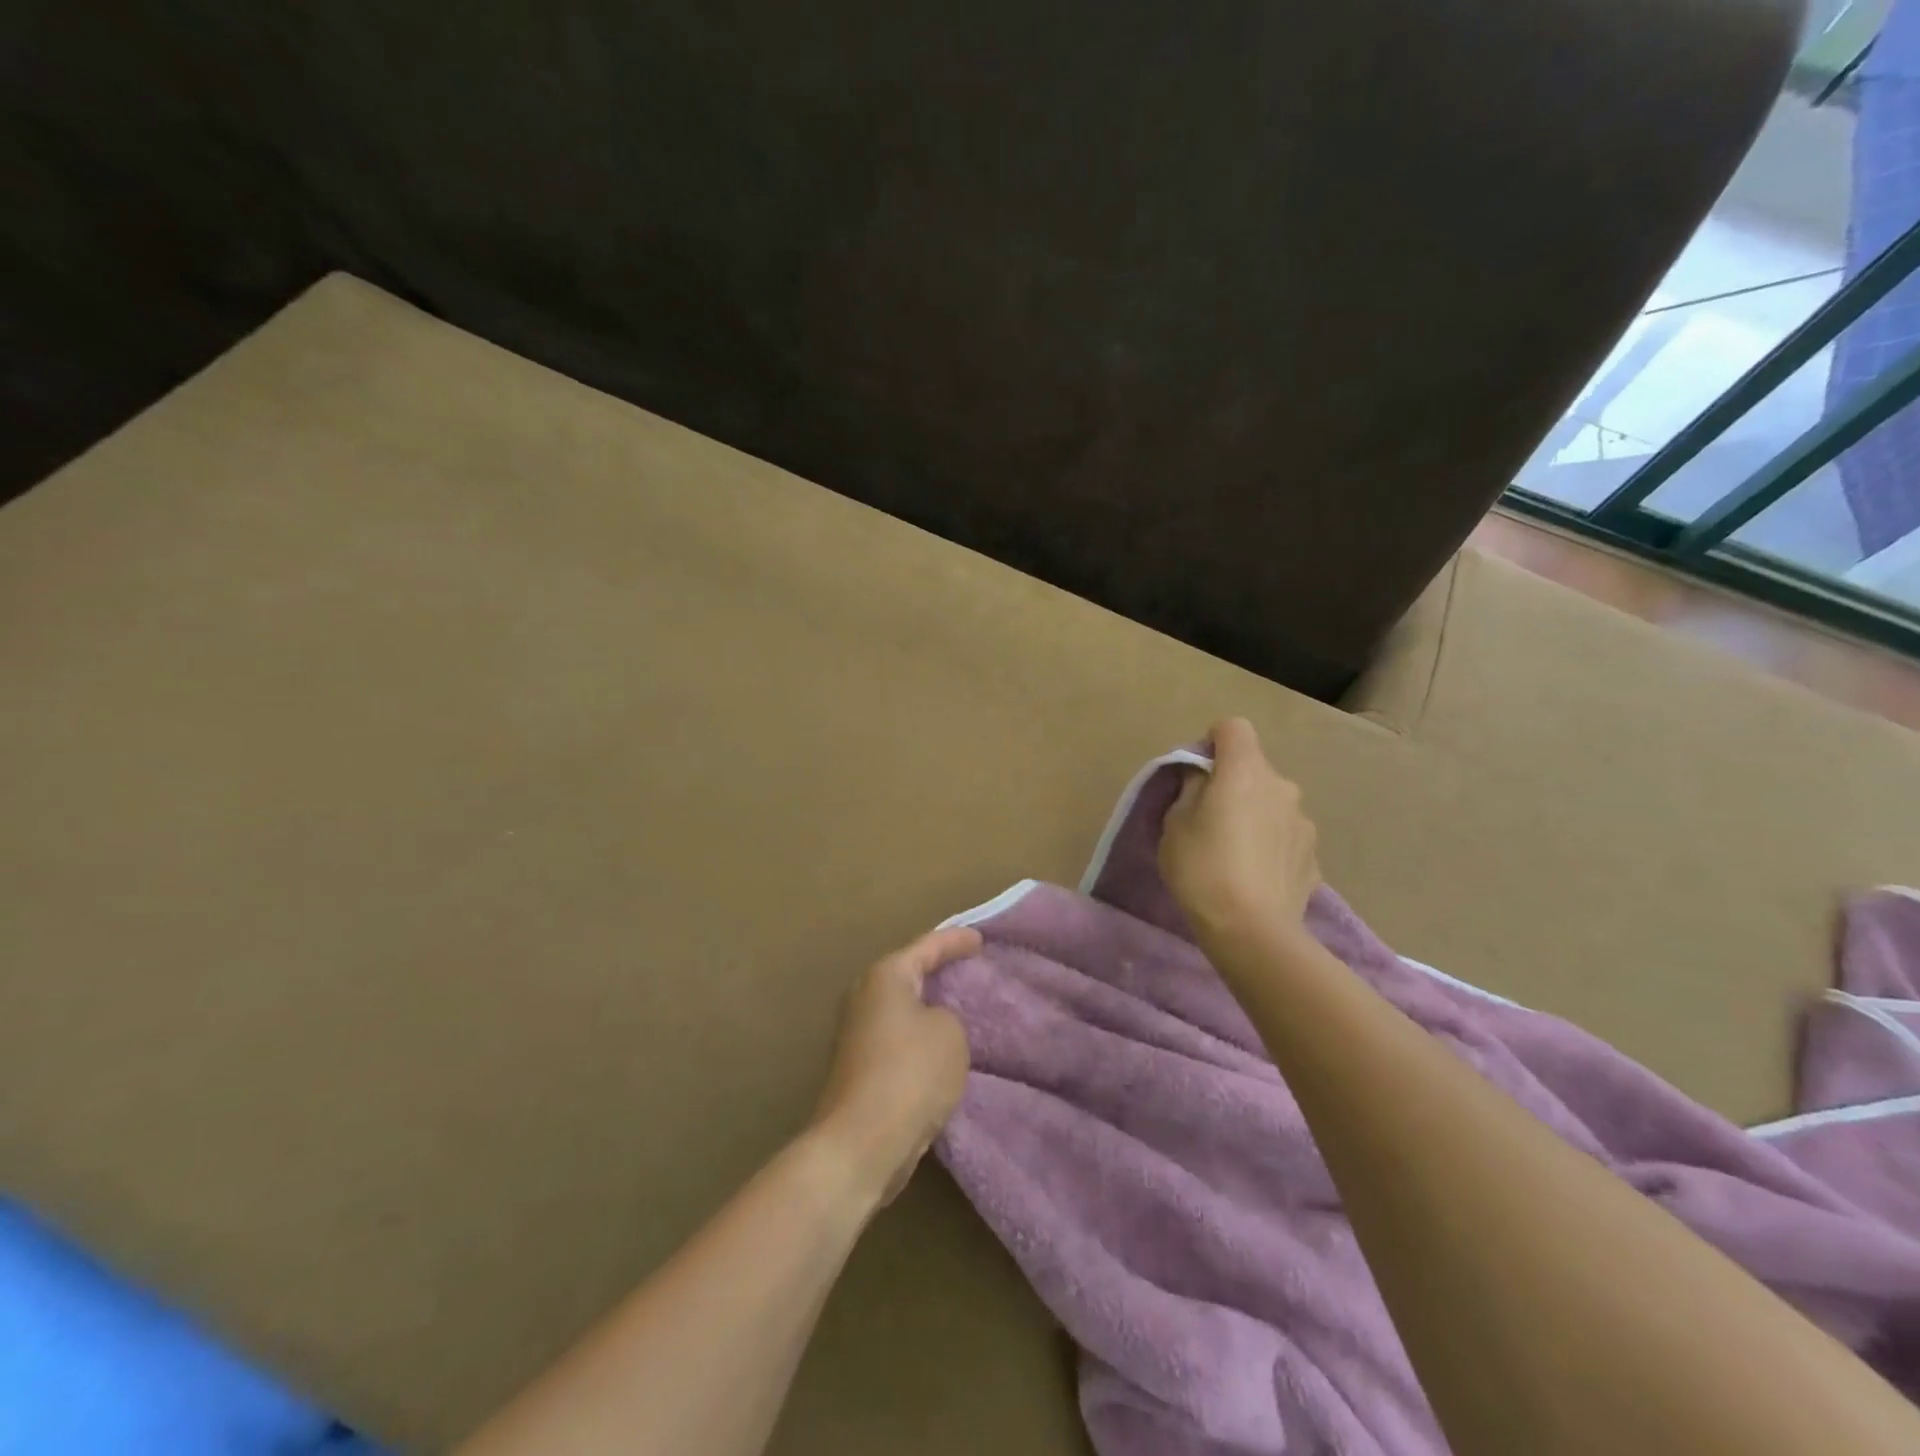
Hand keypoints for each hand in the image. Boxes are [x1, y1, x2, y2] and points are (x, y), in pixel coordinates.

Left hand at [810, 926, 977, 1207]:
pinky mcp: (858, 1068)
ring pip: (902, 1009)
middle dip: (936, 971)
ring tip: (959, 1008)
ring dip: (927, 1009)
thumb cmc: (910, 1073)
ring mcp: (856, 1033)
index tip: (980, 939)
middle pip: (908, 975)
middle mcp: (864, 997)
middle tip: (968, 968)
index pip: (927, 946)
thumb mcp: (950, 1033)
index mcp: (885, 976)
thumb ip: (947, 1015)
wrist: (861, 1143)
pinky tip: (940, 1049)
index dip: (956, 941)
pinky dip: (919, 1039)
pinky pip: (898, 1039)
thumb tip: (930, 1024)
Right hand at [1159, 717, 1319, 940]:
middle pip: (1254, 768)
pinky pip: (1285, 836)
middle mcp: (1282, 787)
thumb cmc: (1202, 869)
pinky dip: (1271, 846)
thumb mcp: (1175, 824)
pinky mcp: (1314, 857)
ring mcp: (1304, 822)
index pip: (1233, 728)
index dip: (1212, 742)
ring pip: (1272, 803)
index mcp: (1245, 771)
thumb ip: (1190, 790)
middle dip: (1233, 784)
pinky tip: (1255, 877)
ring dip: (1255, 815)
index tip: (1197, 772)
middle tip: (1208, 820)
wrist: (1252, 931)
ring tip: (1234, 854)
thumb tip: (1204, 779)